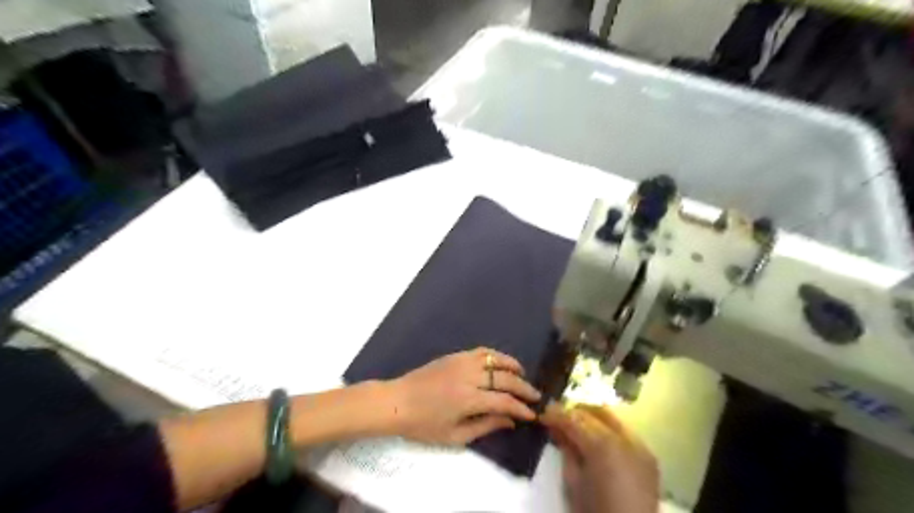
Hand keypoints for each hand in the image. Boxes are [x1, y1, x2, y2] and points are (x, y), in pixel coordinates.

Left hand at [383, 349, 537, 445]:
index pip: (504, 401)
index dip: (521, 408)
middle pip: (504, 379)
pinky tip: (501, 363)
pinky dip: (496, 355)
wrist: (397, 401)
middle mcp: (469, 377)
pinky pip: (481, 351)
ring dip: (512, 366)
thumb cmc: (423, 425)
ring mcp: (462, 362)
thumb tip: (509, 421)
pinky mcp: (455, 355)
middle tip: (535, 396)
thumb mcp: (454, 436)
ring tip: (523, 375)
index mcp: (468, 399)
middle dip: (523, 388)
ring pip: (495, 359)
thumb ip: (485, 426)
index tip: (533, 414)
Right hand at [537, 405, 660, 511]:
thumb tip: (558, 431)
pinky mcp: (649, 456)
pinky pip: (625, 433)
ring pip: (612, 418)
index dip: (556, 414)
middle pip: (595, 412)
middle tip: (559, 418)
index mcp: (603, 445)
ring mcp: (641, 446)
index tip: (543, 415)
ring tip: (577, 427)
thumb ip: (566, 450)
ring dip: (593, 418)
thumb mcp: (572, 482)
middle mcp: (625, 438)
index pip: (574, 419)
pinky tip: (598, 440)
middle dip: (575, 412)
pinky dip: (608, 430)